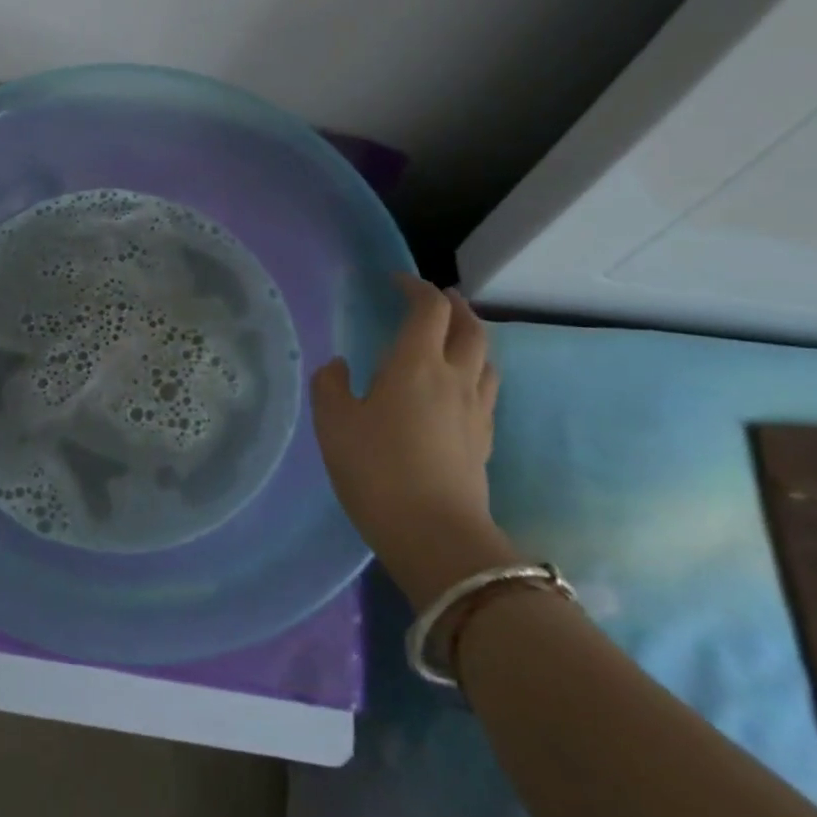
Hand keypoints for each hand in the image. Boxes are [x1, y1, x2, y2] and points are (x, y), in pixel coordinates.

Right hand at [311, 275, 517, 607]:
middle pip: (470, 327)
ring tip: (452, 338)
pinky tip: (457, 388)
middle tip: (436, 298)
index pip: (428, 308)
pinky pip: (486, 390)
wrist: (435, 535)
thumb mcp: (333, 423)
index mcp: (416, 363)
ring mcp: (476, 410)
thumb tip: (339, 366)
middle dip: (453, 306)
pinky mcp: (484, 440)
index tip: (395, 281)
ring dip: (470, 337)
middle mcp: (454, 377)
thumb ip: (330, 385)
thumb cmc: (376, 470)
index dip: (414, 287)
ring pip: (485, 358)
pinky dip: (474, 372)